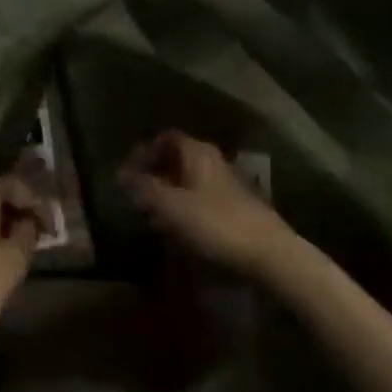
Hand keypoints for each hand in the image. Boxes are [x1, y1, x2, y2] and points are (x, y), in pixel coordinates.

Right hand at [120, 131, 293, 278]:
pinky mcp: (235, 207)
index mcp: (197, 152)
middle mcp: (212, 160)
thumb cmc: (216, 224)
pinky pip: (201, 198)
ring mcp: (226, 183)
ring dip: (169, 192)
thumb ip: (146, 189)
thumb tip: (123, 175)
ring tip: (152, 215)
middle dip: (155, 173)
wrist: (269, 253)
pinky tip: (178, 229)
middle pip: (178, 158)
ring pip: (190, 179)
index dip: (144, 152)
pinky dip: (184, 207)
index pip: (166, 138)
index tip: (128, 173)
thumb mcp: (172, 207)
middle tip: (137, 194)